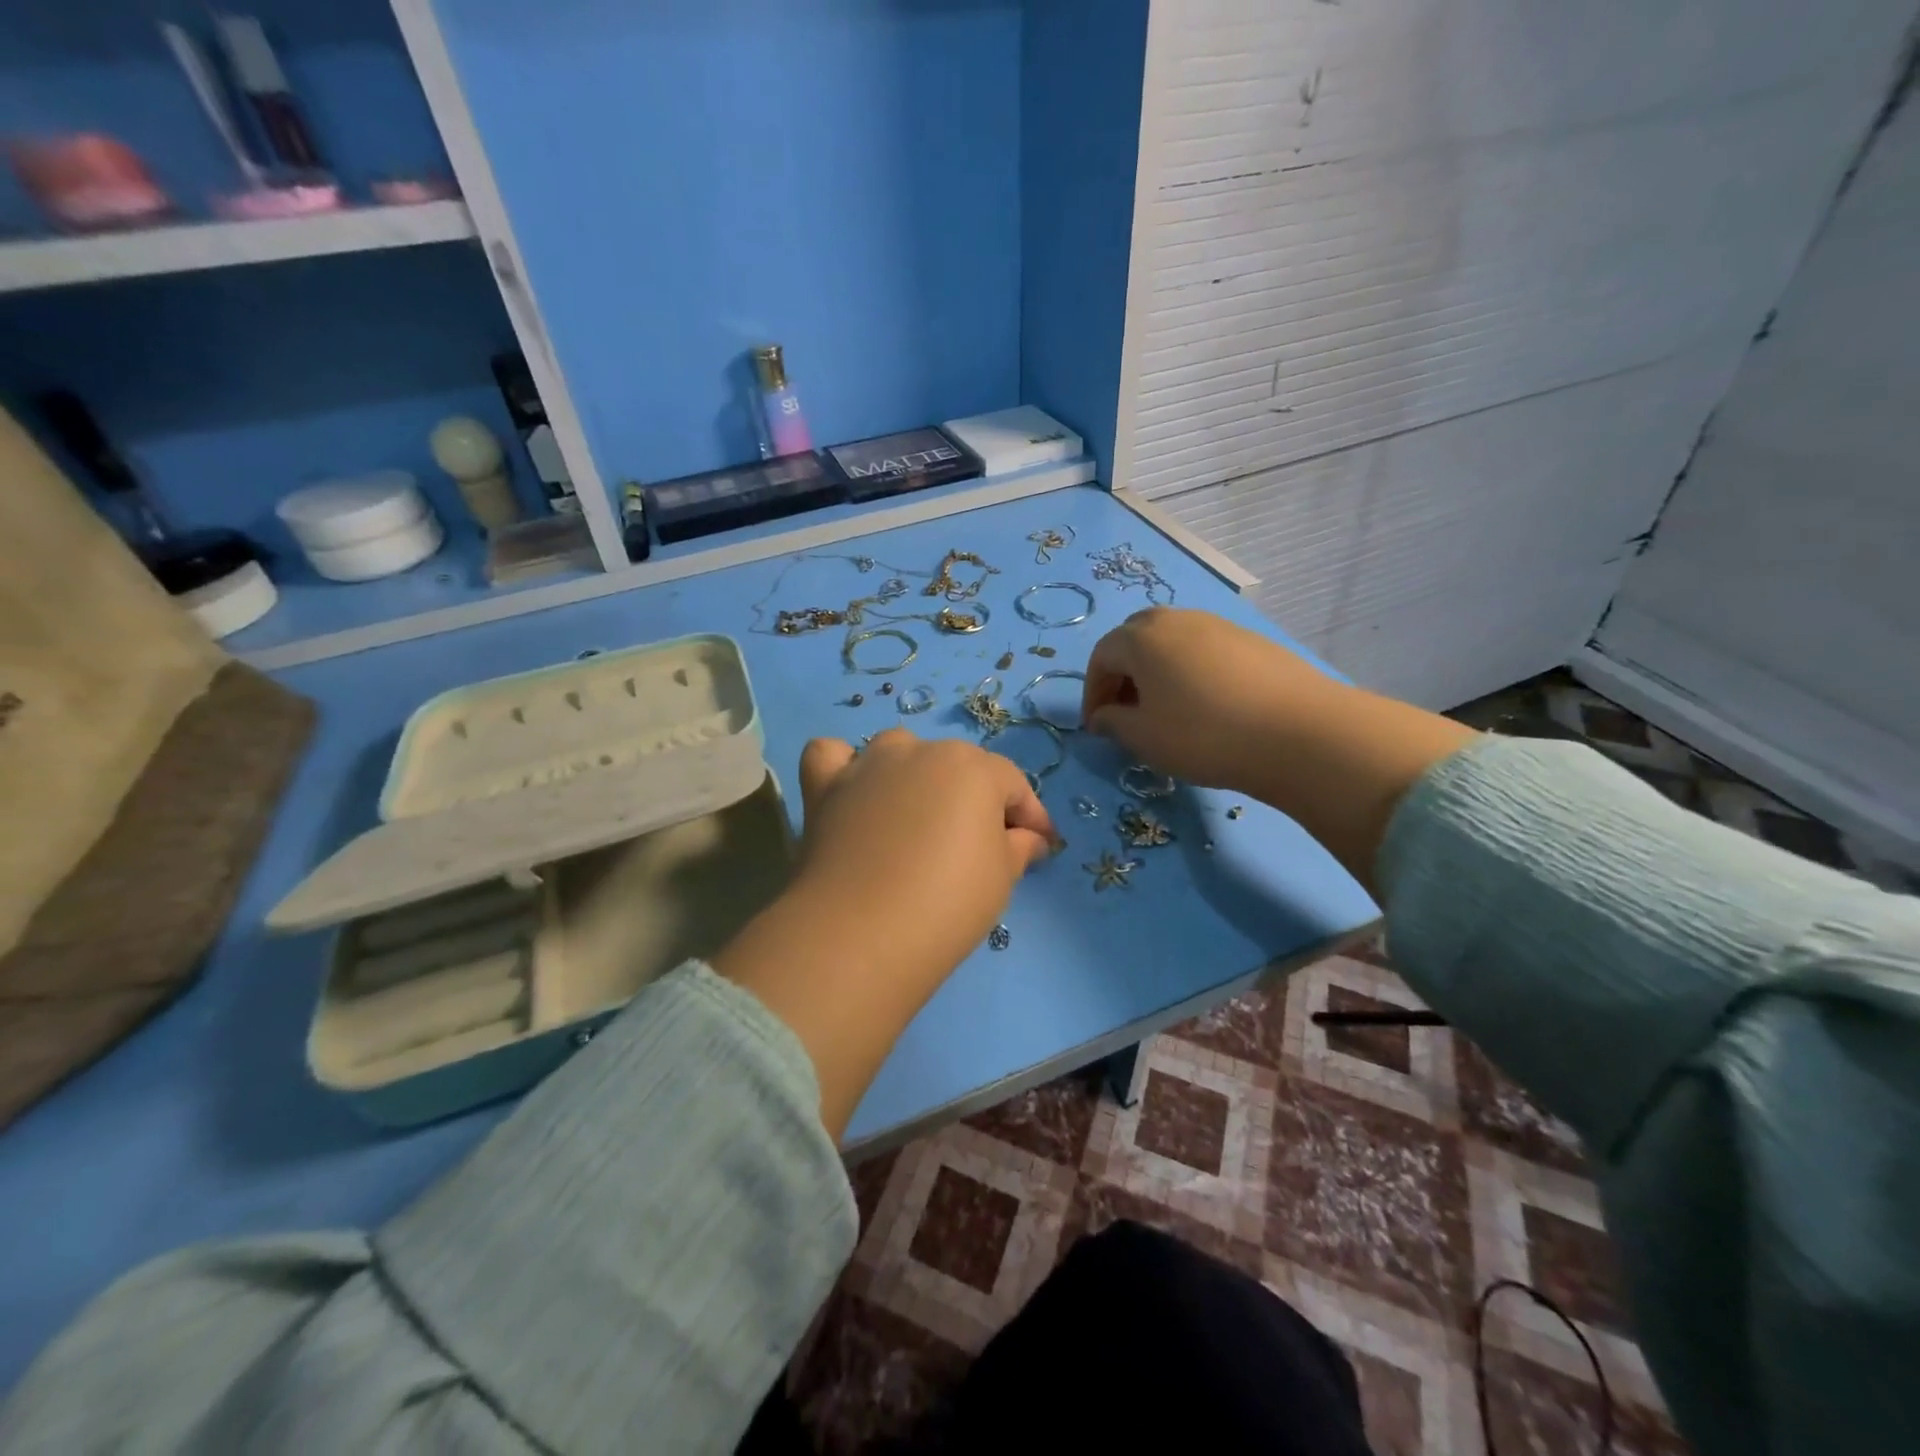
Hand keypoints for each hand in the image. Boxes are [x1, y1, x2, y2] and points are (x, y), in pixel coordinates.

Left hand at [790, 729, 1057, 973]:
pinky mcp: (825, 787)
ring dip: (914, 775)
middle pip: (957, 766)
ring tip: (916, 817)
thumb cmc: (948, 903)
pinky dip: (844, 768)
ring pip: (898, 751)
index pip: (1012, 783)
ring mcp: (868, 765)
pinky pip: (832, 757)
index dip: (1030, 815)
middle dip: (975, 799)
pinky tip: (853, 792)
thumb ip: (1020, 847)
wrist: (862, 933)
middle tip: (982, 845)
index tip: (1040, 846)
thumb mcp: (1003, 878)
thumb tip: (1029, 838)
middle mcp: (920, 751)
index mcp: (973, 767)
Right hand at [1081, 607, 1476, 889]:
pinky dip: (1190, 673)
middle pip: (1134, 641)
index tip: (1096, 727)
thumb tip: (1103, 716)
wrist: (1298, 732)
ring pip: (1171, 644)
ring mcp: (1217, 624)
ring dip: (1157, 673)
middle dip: (1123, 676)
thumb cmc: (1203, 734)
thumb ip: (1112, 723)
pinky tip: (1206, 706)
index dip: (1093, 693)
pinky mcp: (1250, 639)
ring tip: (1165, 712)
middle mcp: (1175, 619)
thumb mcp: (1143, 737)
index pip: (1101, 657)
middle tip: (1126, 713)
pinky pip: (1204, 651)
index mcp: (1141, 637)